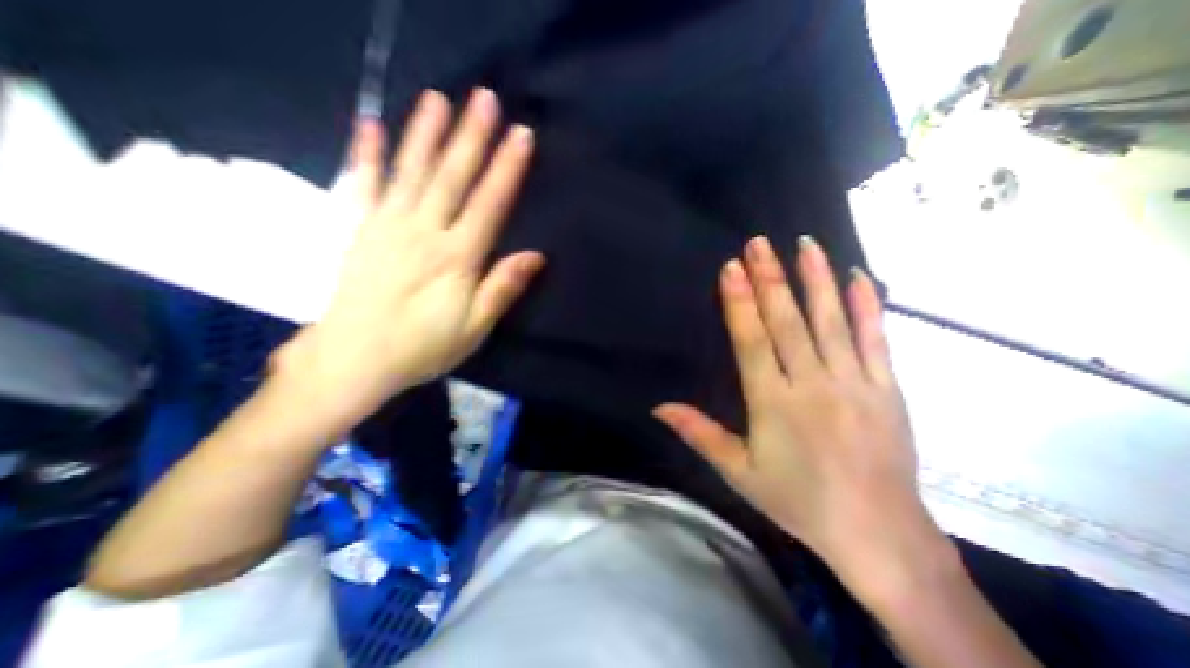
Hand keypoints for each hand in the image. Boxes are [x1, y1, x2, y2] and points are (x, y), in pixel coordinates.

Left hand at [278, 90, 542, 426]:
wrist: (354, 358)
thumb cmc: (423, 346)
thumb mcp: (474, 327)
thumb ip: (502, 288)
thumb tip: (535, 256)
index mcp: (457, 258)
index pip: (489, 204)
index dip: (507, 169)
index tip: (521, 135)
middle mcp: (423, 232)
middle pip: (452, 177)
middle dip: (471, 137)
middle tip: (484, 97)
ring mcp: (387, 226)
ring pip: (411, 171)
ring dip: (425, 133)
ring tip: (437, 98)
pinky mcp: (360, 229)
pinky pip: (364, 185)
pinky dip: (366, 154)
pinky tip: (369, 125)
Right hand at [650, 236, 949, 603]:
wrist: (877, 534)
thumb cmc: (797, 501)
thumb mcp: (738, 472)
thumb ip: (699, 433)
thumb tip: (658, 406)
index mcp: (774, 404)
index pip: (752, 341)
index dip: (740, 302)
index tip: (732, 268)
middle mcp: (813, 385)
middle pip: (788, 322)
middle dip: (770, 279)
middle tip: (759, 243)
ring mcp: (855, 383)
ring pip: (832, 321)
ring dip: (816, 279)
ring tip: (805, 244)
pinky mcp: (887, 389)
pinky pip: (876, 339)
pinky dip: (867, 305)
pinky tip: (859, 276)